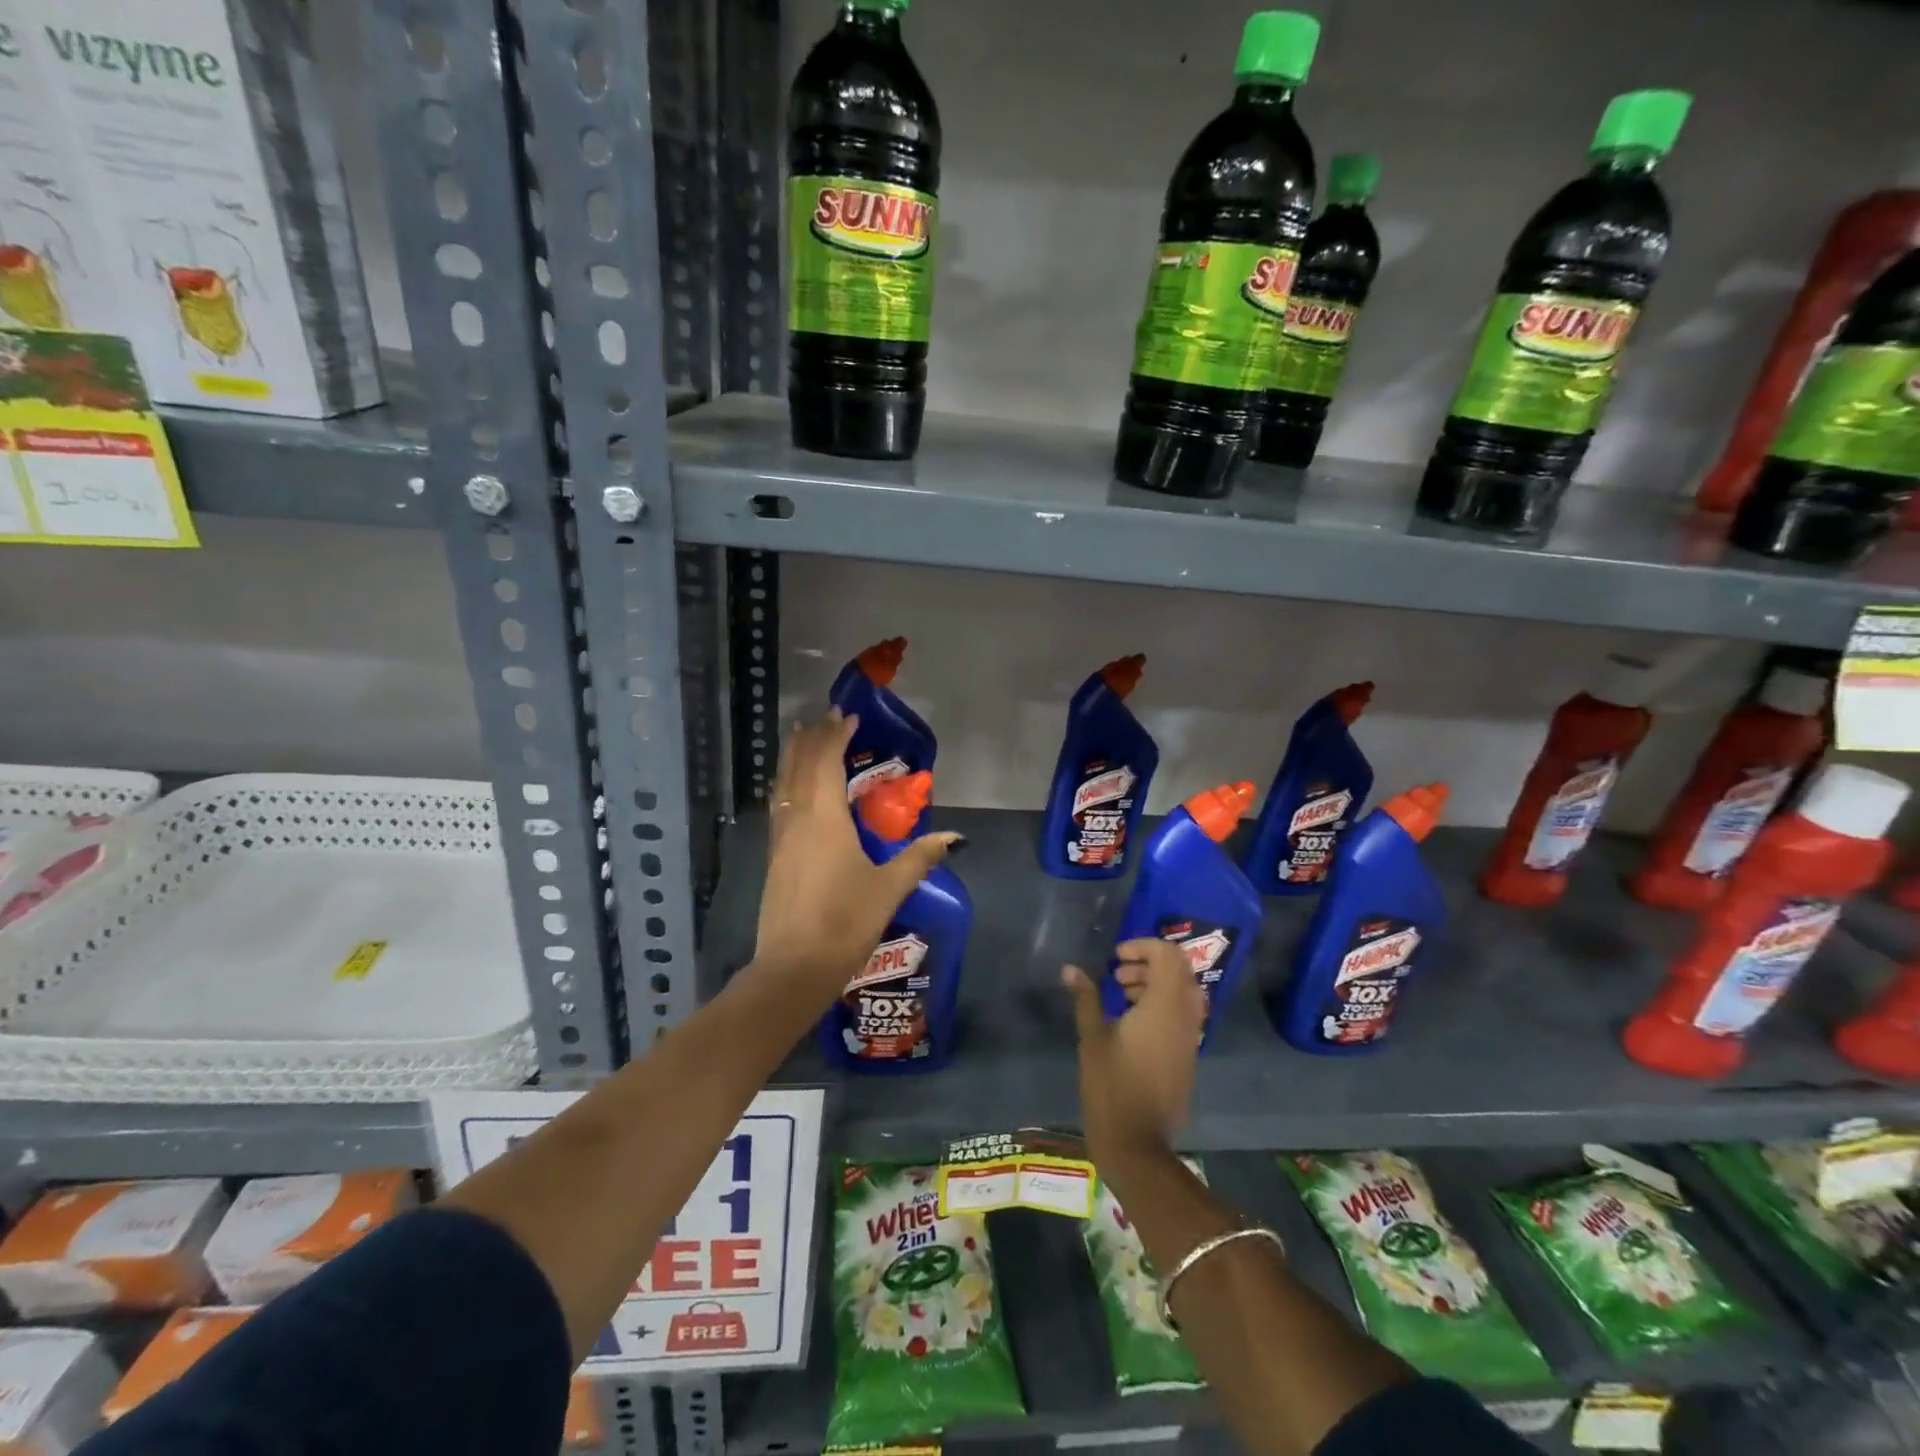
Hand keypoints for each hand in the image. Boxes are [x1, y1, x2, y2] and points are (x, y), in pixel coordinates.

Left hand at [749, 711, 960, 1004]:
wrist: (793, 969)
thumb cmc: (845, 922)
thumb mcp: (889, 889)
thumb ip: (920, 857)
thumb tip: (953, 836)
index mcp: (824, 818)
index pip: (825, 761)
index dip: (835, 735)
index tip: (849, 717)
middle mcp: (797, 819)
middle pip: (798, 765)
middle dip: (811, 739)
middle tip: (827, 720)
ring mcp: (780, 839)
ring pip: (783, 784)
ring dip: (794, 759)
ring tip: (806, 742)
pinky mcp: (774, 858)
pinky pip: (779, 805)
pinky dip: (788, 785)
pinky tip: (795, 793)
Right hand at [1063, 938, 1205, 1156]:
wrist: (1137, 1143)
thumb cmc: (1111, 1086)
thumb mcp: (1092, 1038)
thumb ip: (1086, 998)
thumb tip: (1071, 969)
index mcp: (1164, 1007)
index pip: (1169, 956)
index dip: (1144, 946)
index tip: (1117, 956)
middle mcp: (1184, 1017)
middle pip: (1179, 970)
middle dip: (1149, 963)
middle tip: (1118, 974)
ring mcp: (1190, 1038)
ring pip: (1182, 993)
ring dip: (1155, 983)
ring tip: (1122, 995)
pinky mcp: (1188, 1056)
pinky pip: (1182, 1015)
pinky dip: (1162, 1005)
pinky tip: (1132, 1021)